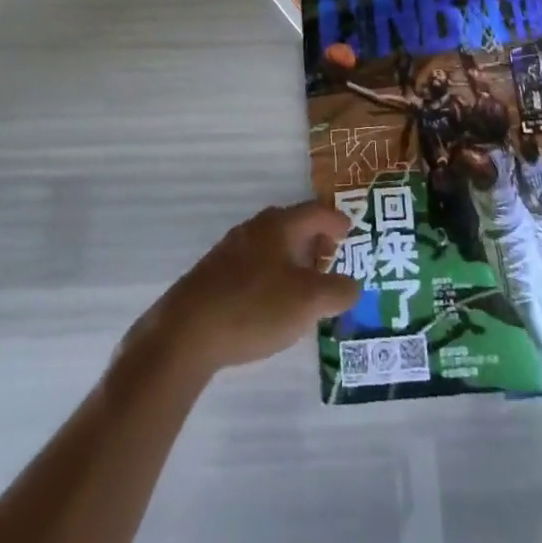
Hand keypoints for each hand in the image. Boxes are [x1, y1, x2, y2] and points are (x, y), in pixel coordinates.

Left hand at [130, 201, 361, 378]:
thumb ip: (337, 291)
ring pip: (271, 244)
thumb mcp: (308, 302)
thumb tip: (353, 285)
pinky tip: (272, 301)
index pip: (315, 212)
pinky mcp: (215, 273)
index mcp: (279, 225)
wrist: (187, 330)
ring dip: (292, 258)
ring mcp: (231, 249)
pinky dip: (272, 273)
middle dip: (314, 239)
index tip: (349, 231)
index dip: (335, 220)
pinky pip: (254, 263)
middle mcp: (255, 228)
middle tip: (330, 258)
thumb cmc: (255, 307)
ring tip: (305, 283)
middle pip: (292, 224)